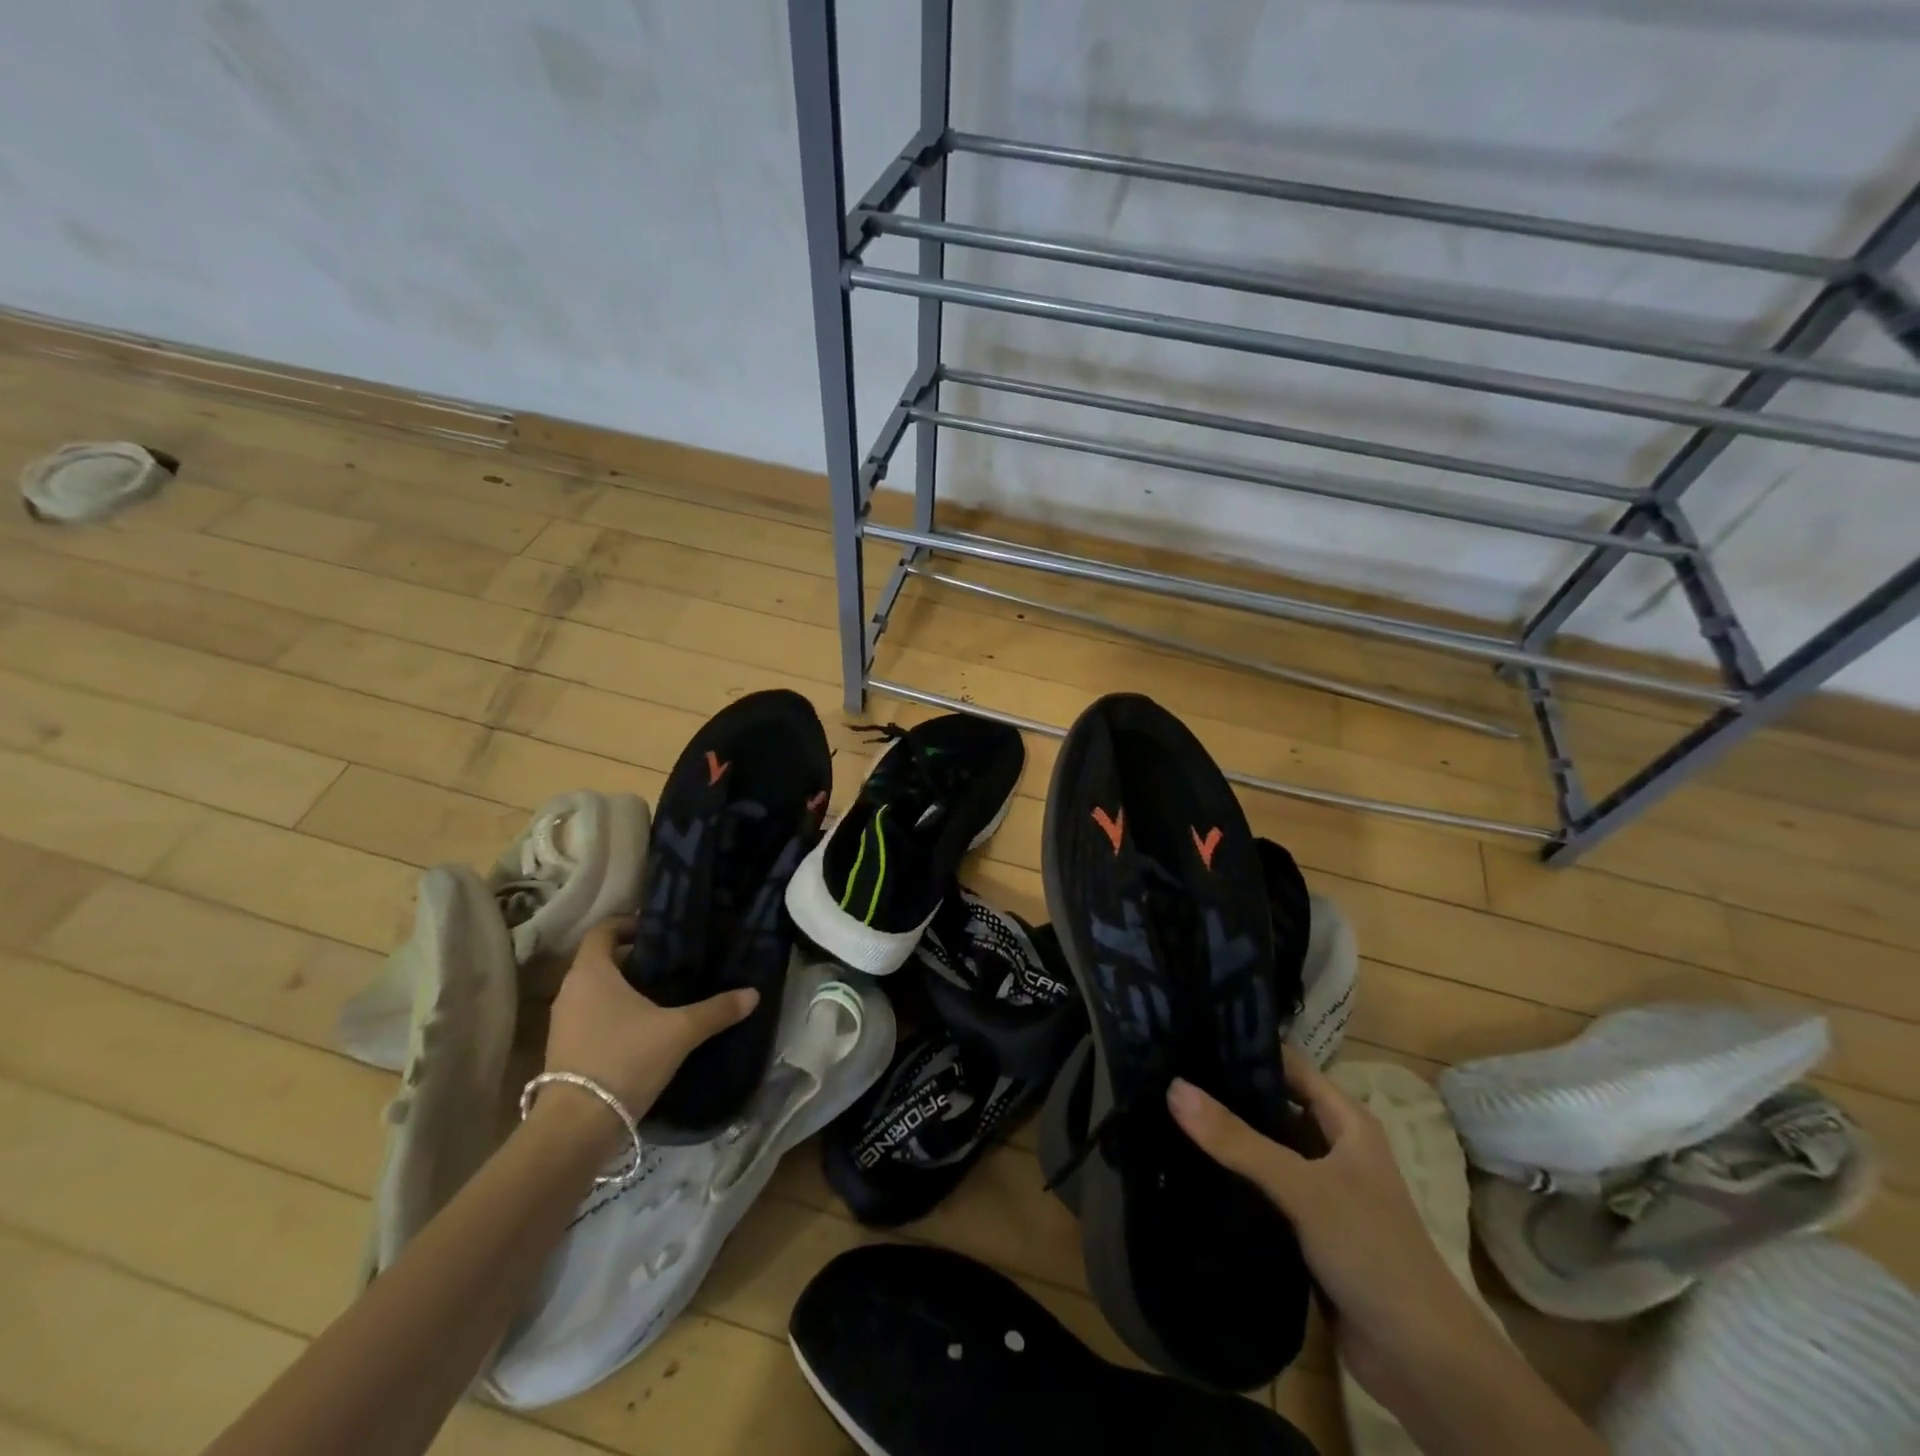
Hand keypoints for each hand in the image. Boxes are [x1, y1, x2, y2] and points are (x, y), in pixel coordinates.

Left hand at [536, 916, 756, 1143]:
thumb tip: (753, 993)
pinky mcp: (564, 1050)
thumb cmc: (625, 1059)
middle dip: (634, 958)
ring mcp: (563, 1023)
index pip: (604, 930)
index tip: (658, 929)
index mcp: (591, 972)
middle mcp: (571, 991)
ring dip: (624, 989)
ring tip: (663, 994)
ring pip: (596, 991)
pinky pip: (592, 1017)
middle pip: (601, 960)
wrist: (577, 1127)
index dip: (628, 924)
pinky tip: (645, 1029)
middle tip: (672, 961)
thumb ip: (717, 1010)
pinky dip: (615, 1014)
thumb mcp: (680, 1031)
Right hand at [1168, 1047, 1486, 1405]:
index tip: (1191, 1033)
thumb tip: (1174, 1087)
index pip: (1289, 1065)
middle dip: (1226, 1093)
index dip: (1246, 1048)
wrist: (1422, 1362)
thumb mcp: (1302, 1187)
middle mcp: (1333, 1147)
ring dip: (1227, 1138)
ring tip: (1166, 1112)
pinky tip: (1189, 1168)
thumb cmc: (1372, 1251)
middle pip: (1272, 1106)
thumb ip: (1237, 1140)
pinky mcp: (1306, 1228)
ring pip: (1265, 1149)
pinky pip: (1262, 1190)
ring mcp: (1320, 1189)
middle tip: (1167, 1072)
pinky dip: (1233, 1179)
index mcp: (1346, 1121)